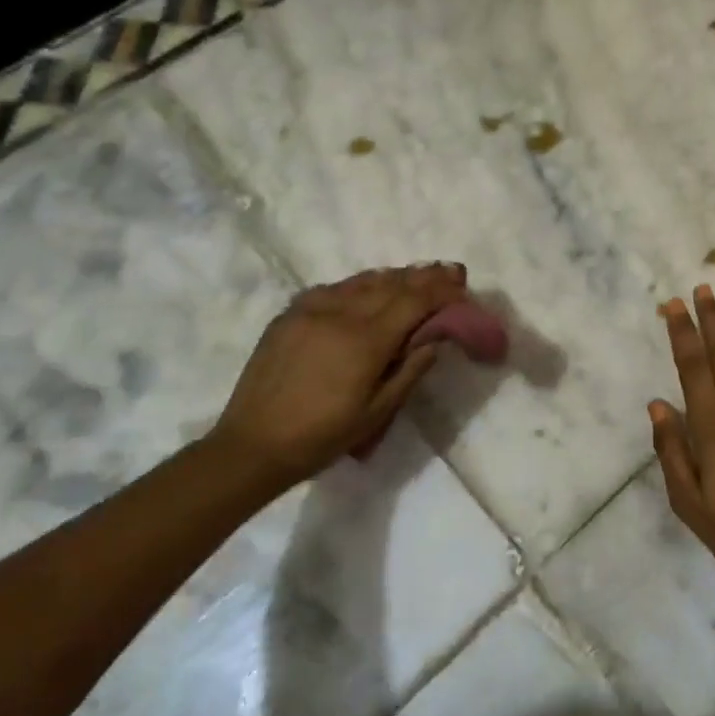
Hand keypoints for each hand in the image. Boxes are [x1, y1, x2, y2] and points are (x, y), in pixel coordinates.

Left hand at [209, 262, 468, 489]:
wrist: (253, 444)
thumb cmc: (322, 436)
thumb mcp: (377, 412)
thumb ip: (410, 370)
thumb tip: (434, 339)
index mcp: (365, 340)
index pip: (413, 301)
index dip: (441, 290)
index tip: (461, 284)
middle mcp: (340, 313)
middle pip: (391, 284)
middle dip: (424, 276)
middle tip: (450, 270)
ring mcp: (311, 309)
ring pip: (362, 281)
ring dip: (394, 276)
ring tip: (416, 275)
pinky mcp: (290, 314)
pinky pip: (333, 288)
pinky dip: (360, 285)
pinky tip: (368, 289)